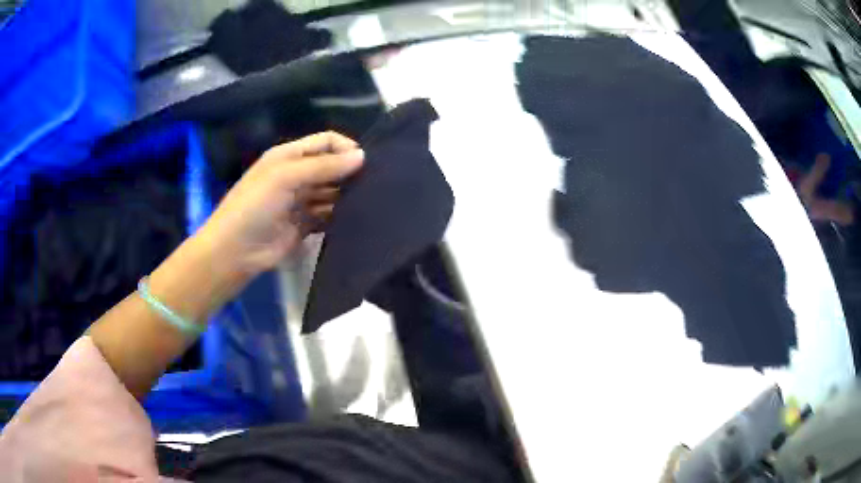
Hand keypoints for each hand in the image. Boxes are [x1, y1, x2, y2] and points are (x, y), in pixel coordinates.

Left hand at [197, 132, 363, 279]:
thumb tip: (362, 156)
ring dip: (347, 196)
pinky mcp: (304, 226)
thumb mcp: (285, 177)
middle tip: (376, 184)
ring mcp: (300, 201)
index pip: (325, 142)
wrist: (235, 251)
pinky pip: (328, 217)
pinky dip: (340, 217)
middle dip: (350, 172)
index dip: (345, 147)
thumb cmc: (255, 206)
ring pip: (331, 192)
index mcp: (289, 156)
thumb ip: (323, 166)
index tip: (367, 162)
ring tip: (370, 202)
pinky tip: (356, 219)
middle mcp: (296, 175)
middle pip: (330, 167)